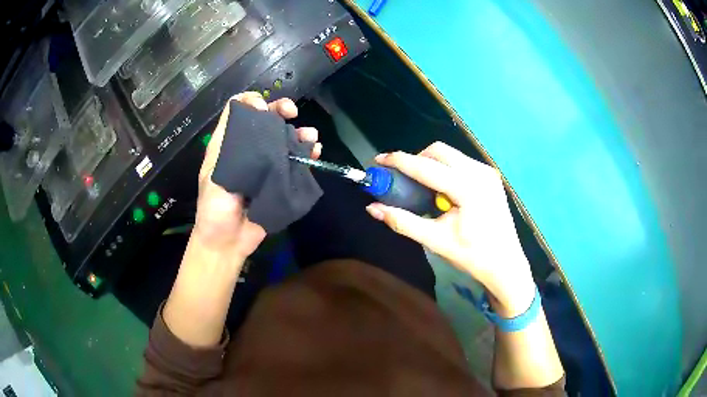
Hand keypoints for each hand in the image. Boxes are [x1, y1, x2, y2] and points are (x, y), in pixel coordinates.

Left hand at [193, 92, 321, 257]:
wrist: (228, 242)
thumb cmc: (214, 208)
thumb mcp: (214, 174)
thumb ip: (231, 145)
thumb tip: (258, 115)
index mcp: (228, 143)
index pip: (239, 110)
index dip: (252, 102)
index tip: (263, 108)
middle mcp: (248, 148)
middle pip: (266, 119)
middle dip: (280, 109)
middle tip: (292, 112)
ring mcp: (266, 164)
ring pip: (284, 138)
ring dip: (299, 132)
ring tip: (310, 137)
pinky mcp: (280, 180)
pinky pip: (296, 161)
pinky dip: (307, 153)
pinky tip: (315, 152)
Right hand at [365, 142, 534, 316]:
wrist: (506, 265)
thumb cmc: (472, 256)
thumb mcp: (436, 240)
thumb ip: (403, 222)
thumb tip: (372, 208)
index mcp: (468, 188)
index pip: (426, 167)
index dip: (399, 162)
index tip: (379, 160)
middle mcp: (479, 172)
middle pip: (439, 151)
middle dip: (416, 159)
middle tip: (404, 179)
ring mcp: (487, 172)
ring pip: (450, 154)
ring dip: (431, 164)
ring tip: (423, 188)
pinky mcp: (491, 176)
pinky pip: (461, 162)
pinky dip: (445, 169)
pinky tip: (443, 192)